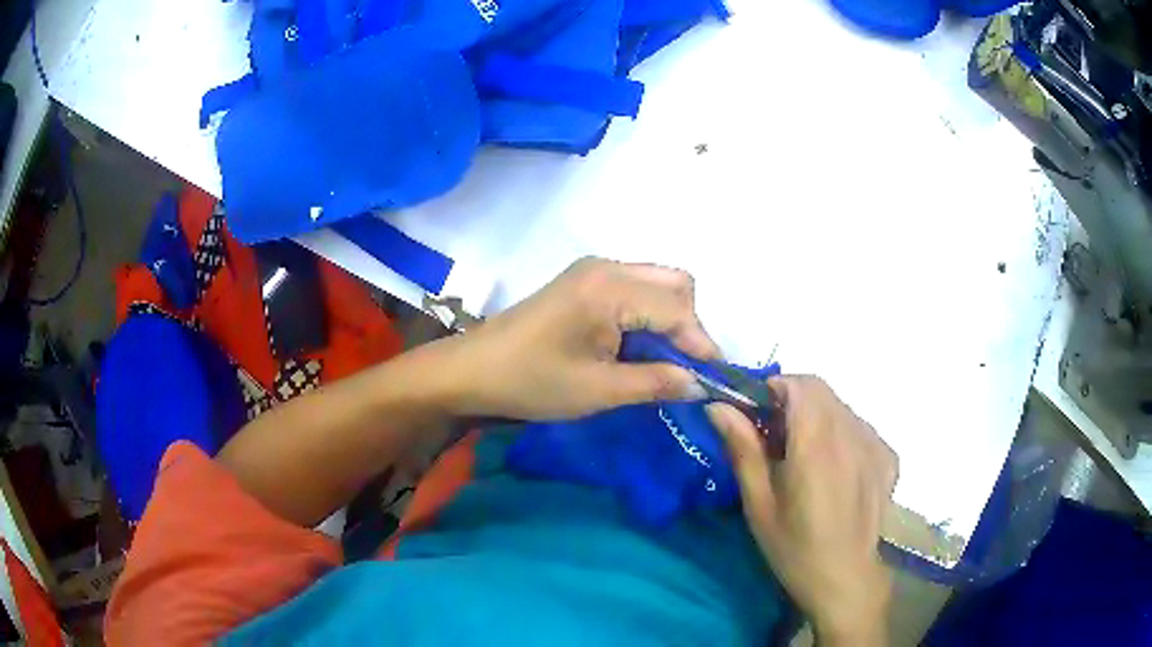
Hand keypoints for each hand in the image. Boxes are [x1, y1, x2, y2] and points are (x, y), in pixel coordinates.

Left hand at [442, 257, 718, 419]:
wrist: (472, 370)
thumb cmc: (532, 382)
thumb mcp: (599, 391)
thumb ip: (656, 383)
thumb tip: (700, 384)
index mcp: (611, 289)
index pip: (678, 308)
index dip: (701, 344)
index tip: (714, 379)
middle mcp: (607, 267)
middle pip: (674, 283)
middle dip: (689, 325)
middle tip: (684, 368)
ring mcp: (593, 270)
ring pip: (656, 283)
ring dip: (669, 319)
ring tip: (664, 362)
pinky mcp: (583, 281)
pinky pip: (634, 288)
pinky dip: (648, 314)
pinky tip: (638, 346)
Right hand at [707, 376, 896, 645]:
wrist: (845, 579)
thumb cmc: (794, 548)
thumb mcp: (760, 505)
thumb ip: (743, 449)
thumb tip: (718, 406)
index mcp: (817, 445)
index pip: (801, 384)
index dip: (775, 388)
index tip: (758, 414)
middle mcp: (852, 434)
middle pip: (821, 391)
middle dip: (793, 402)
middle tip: (775, 439)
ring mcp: (876, 444)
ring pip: (841, 408)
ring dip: (818, 418)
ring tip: (805, 459)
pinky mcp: (889, 458)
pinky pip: (860, 428)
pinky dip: (842, 435)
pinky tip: (835, 470)